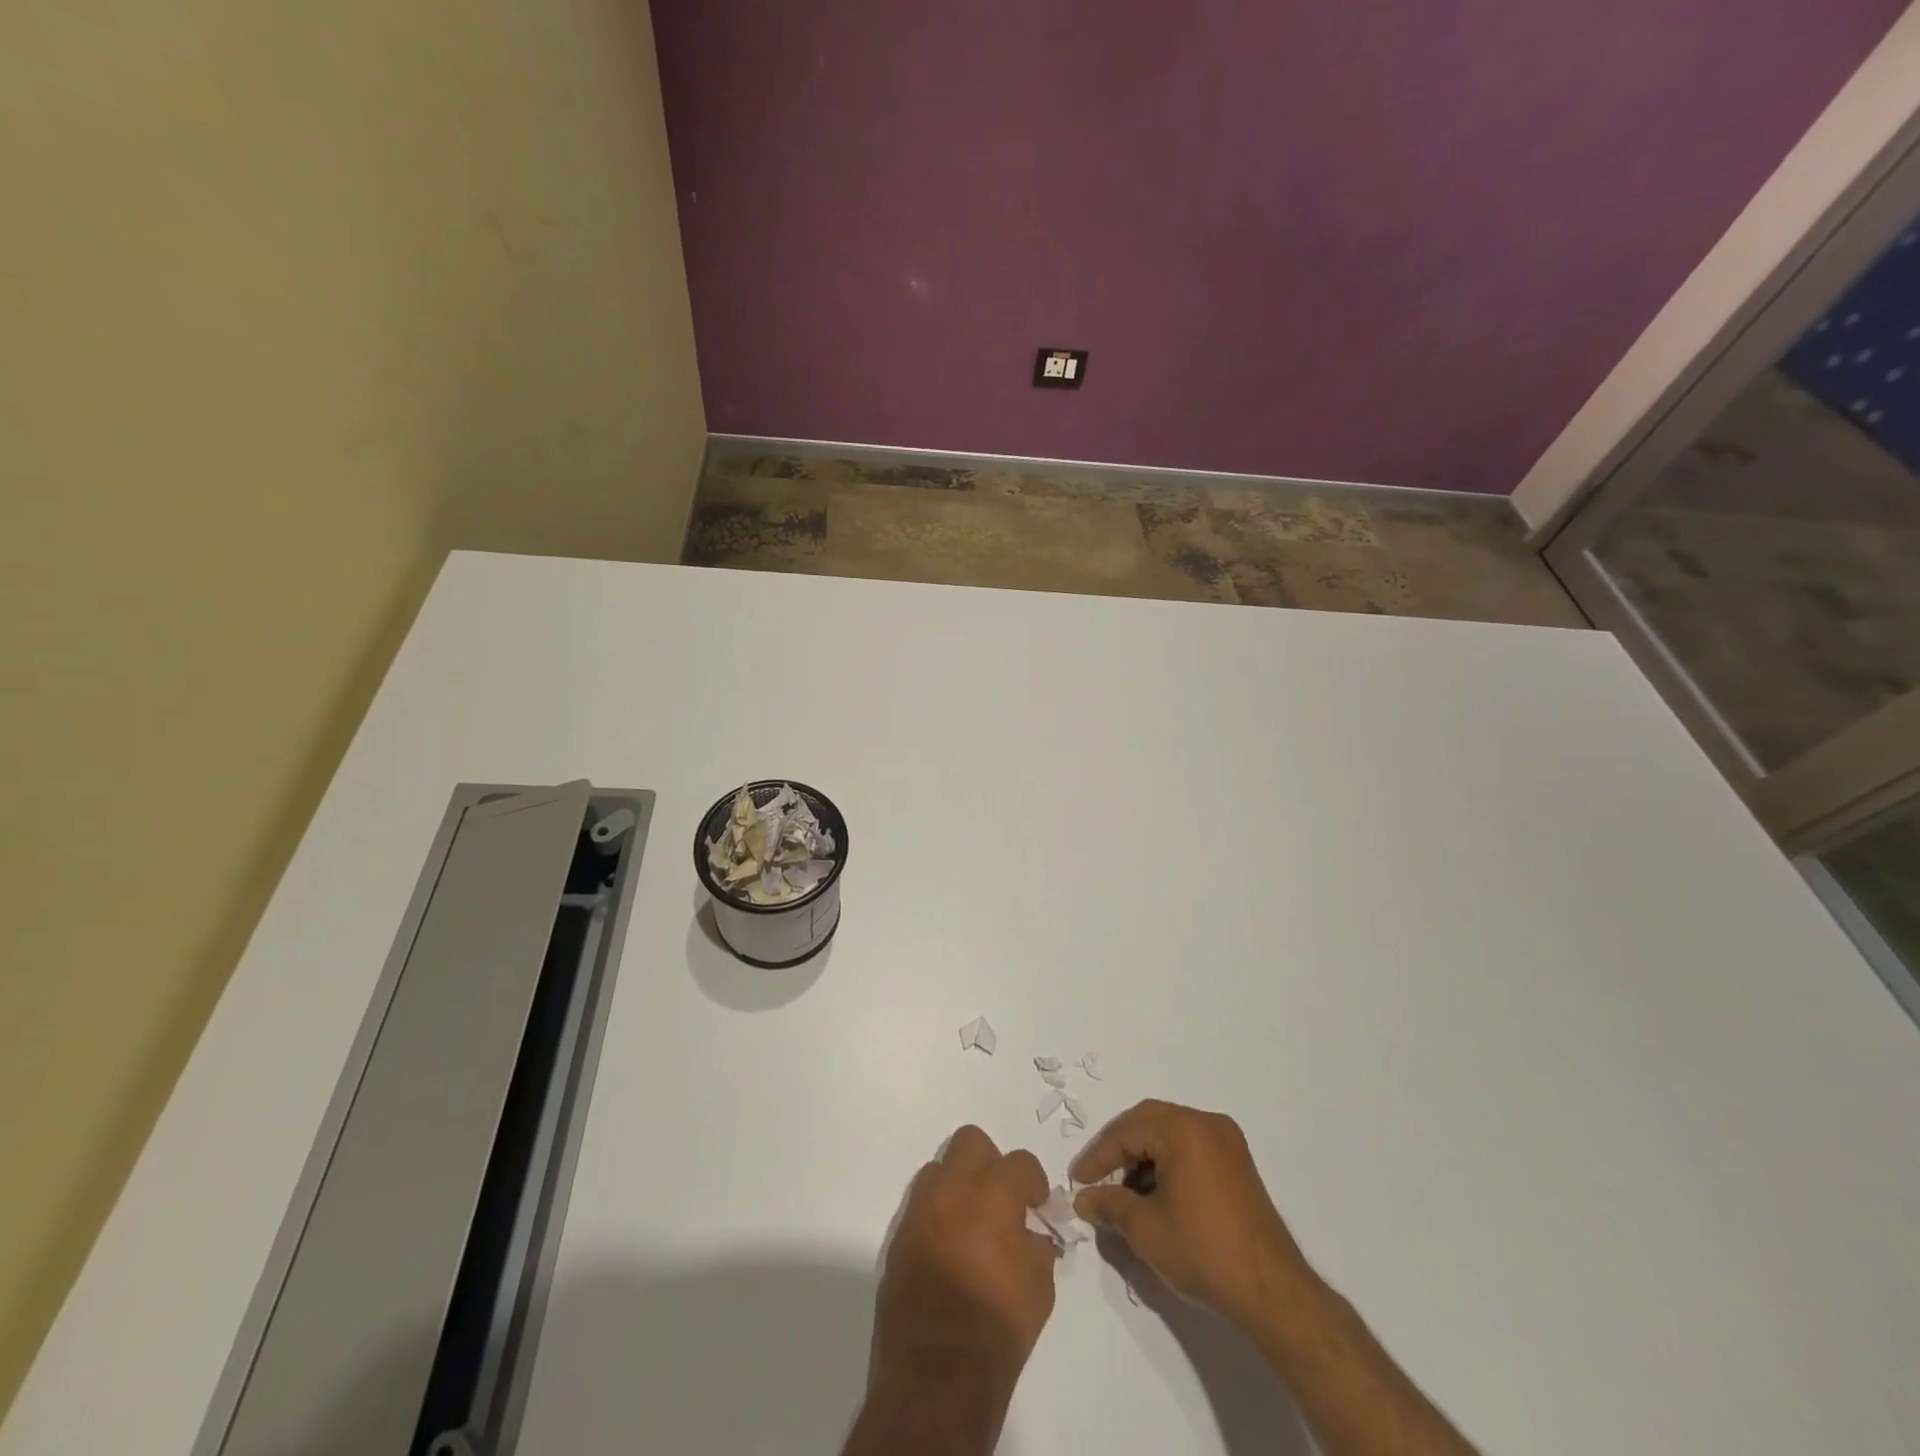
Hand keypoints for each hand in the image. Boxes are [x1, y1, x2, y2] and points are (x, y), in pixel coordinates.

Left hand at [865, 1126, 1058, 1434]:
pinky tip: (949, 1248)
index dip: (1033, 1182)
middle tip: (1000, 1200)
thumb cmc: (997, 1330)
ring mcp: (920, 1210)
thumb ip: (1038, 1245)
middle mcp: (952, 1190)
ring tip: (971, 1223)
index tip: (1036, 1206)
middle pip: (970, 1142)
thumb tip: (1033, 1231)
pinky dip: (938, 1214)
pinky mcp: (899, 1235)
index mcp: (992, 1196)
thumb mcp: (1039, 1288)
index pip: (1019, 1162)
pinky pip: (921, 1204)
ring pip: (939, 1168)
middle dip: (990, 1163)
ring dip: (959, 1185)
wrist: (937, 1377)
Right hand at [1071, 1100, 1315, 1331]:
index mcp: (1183, 1128)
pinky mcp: (1237, 1163)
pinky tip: (1154, 1194)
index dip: (1097, 1157)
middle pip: (1148, 1122)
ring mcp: (1226, 1141)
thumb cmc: (1204, 1252)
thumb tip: (1085, 1199)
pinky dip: (1166, 1163)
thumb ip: (1109, 1205)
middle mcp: (1206, 1123)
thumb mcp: (1145, 1230)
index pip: (1126, 1132)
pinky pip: (1190, 1147)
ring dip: (1142, 1156)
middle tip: (1095, 1177)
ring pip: (1169, 1134)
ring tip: (1123, 1192)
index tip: (1076, 1182)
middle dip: (1118, 1149)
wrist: (1273, 1292)